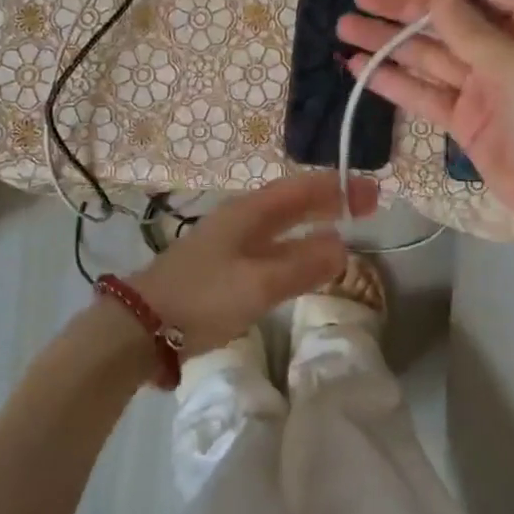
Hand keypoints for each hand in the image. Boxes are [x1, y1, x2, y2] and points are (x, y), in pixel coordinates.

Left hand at [127, 172, 378, 355]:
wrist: (140, 326)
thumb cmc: (203, 298)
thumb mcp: (259, 283)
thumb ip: (302, 265)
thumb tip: (343, 247)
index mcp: (249, 213)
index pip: (301, 189)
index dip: (338, 187)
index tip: (372, 192)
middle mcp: (240, 219)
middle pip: (292, 201)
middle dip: (329, 200)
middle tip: (367, 206)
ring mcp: (228, 242)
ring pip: (280, 222)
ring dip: (313, 220)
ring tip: (342, 225)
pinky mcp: (221, 266)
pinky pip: (270, 244)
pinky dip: (295, 243)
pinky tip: (301, 259)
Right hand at [337, 0, 513, 277]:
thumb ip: (469, 29)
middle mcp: (507, 51)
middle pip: (449, 21)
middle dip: (405, 9)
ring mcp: (484, 88)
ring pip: (429, 56)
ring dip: (389, 42)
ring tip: (345, 27)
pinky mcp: (465, 121)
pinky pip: (425, 94)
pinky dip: (394, 82)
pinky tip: (359, 68)